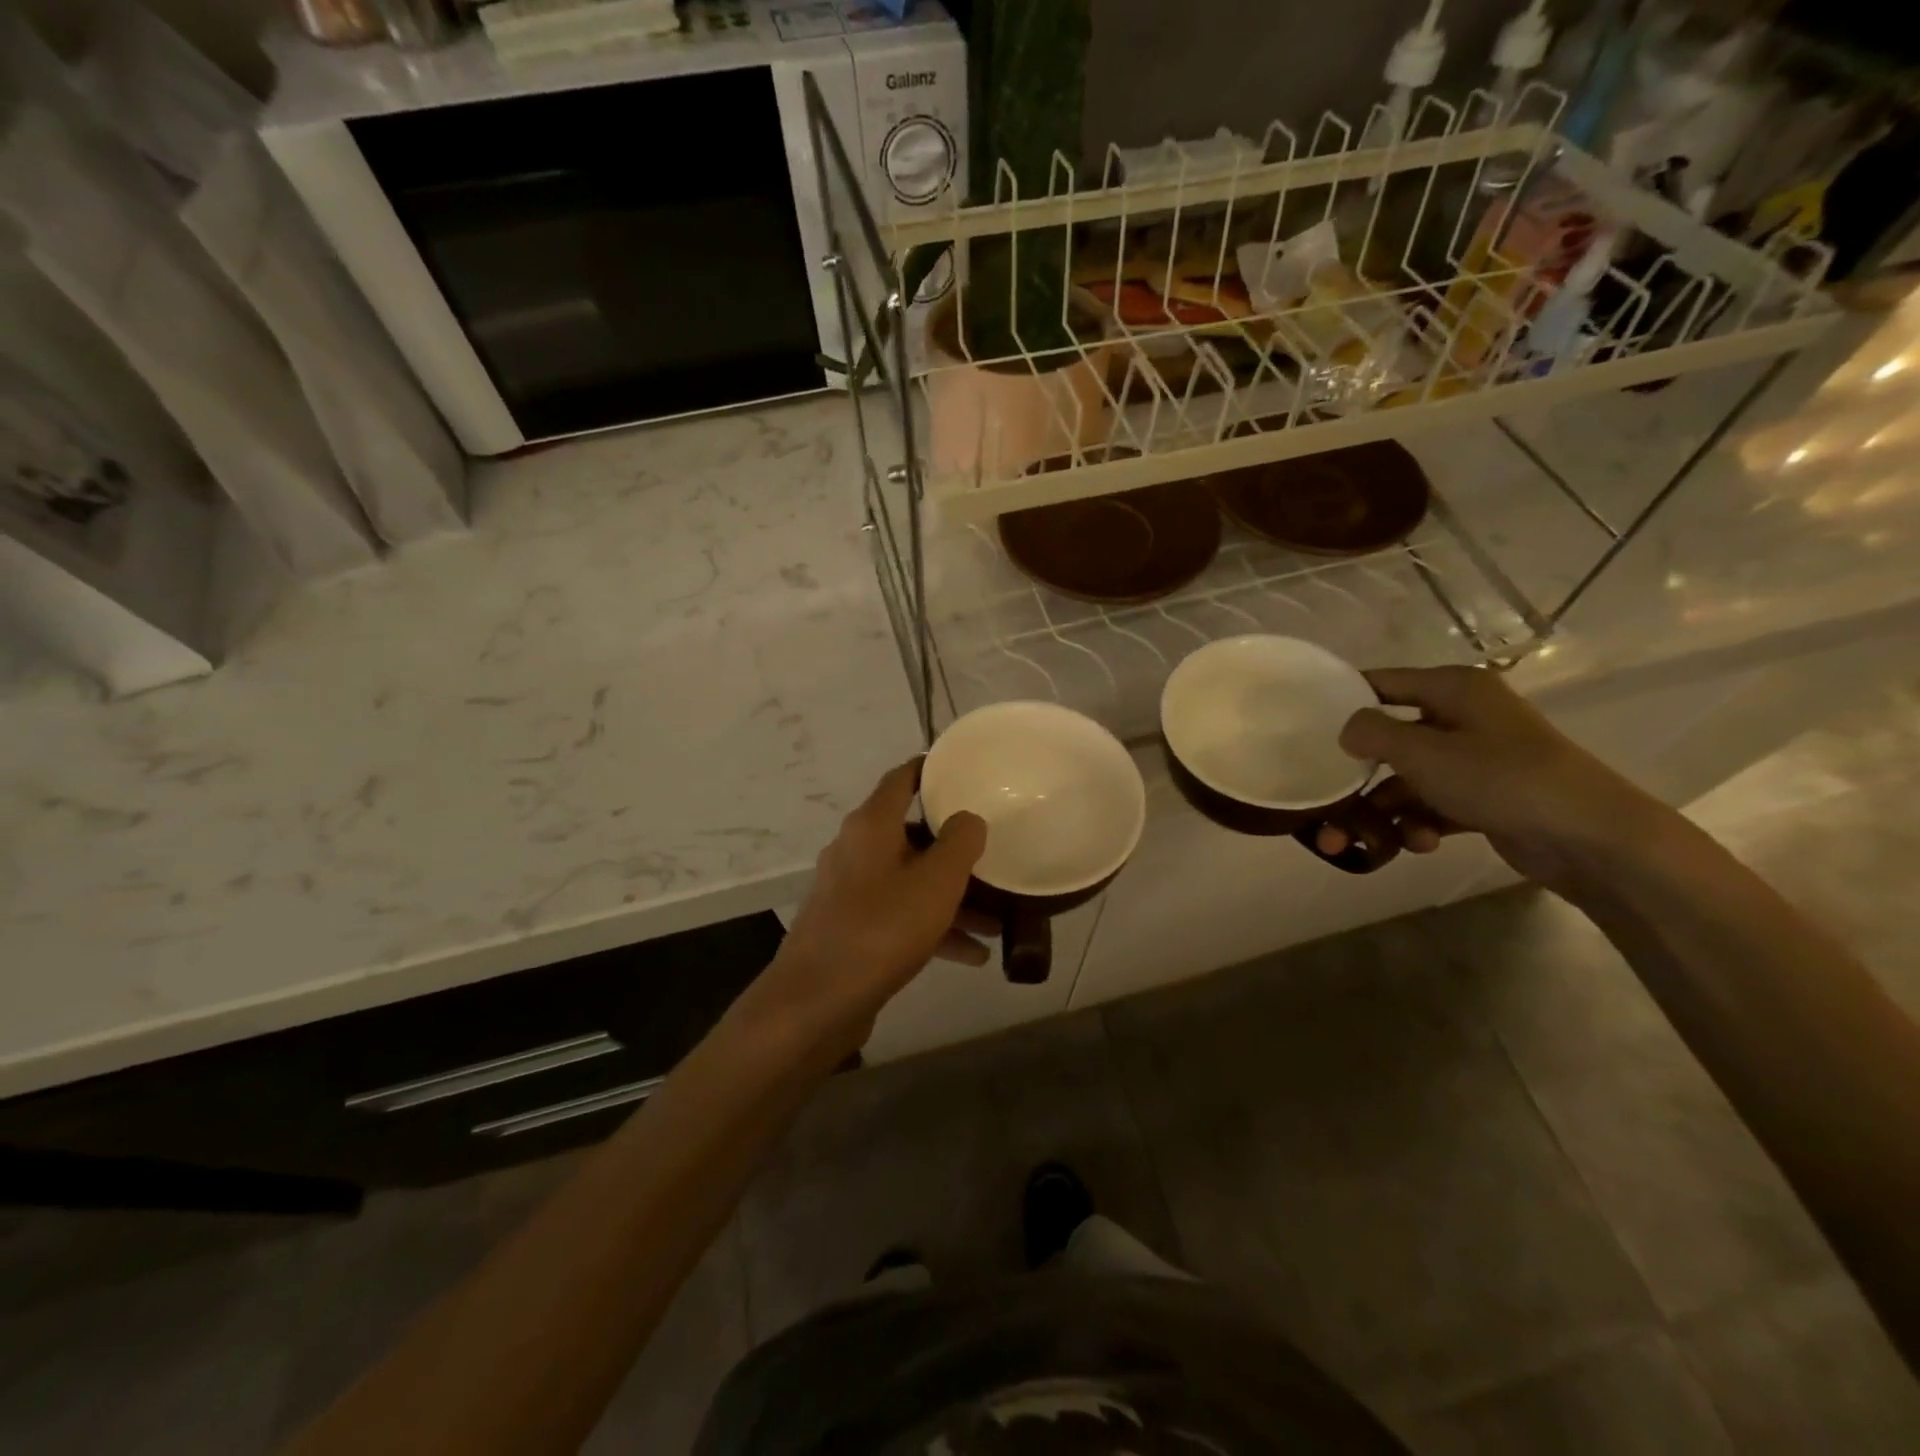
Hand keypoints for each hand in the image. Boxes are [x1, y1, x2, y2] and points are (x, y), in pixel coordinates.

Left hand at [752, 761, 987, 1047]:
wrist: (816, 1002)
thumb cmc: (880, 929)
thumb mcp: (935, 883)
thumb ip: (960, 843)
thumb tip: (968, 818)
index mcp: (871, 826)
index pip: (902, 779)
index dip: (930, 770)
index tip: (962, 770)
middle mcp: (856, 850)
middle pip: (912, 835)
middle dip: (954, 849)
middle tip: (991, 854)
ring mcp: (850, 890)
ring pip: (910, 880)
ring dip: (951, 897)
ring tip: (996, 920)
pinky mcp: (850, 927)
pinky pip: (899, 915)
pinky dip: (932, 927)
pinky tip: (972, 954)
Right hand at [1319, 665, 1667, 892]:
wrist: (1590, 838)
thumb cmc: (1501, 778)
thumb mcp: (1422, 751)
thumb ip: (1372, 733)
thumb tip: (1347, 730)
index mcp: (1453, 689)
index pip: (1382, 682)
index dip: (1344, 699)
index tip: (1305, 724)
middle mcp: (1463, 717)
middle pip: (1390, 741)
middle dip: (1359, 779)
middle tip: (1326, 807)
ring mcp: (1476, 760)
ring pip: (1408, 780)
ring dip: (1386, 811)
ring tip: (1367, 842)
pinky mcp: (1485, 798)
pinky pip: (1434, 804)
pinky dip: (1420, 823)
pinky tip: (1421, 844)